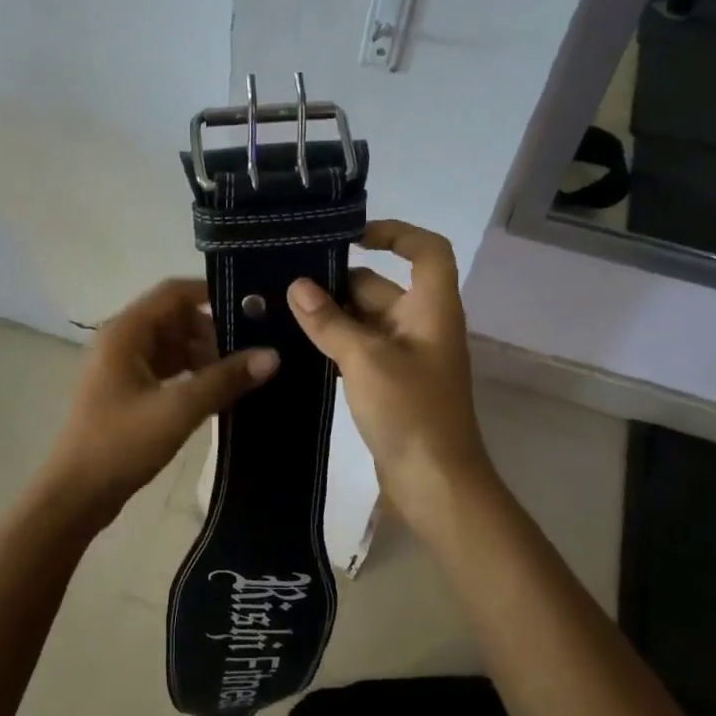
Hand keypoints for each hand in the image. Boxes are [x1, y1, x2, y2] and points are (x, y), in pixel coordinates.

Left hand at [41, 278, 278, 519]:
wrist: (75, 495)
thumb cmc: (120, 444)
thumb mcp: (178, 409)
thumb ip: (224, 379)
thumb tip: (273, 354)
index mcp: (125, 332)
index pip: (174, 293)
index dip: (212, 293)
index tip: (252, 307)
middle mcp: (121, 341)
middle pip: (175, 319)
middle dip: (213, 333)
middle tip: (252, 352)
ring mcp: (121, 367)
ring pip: (172, 347)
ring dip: (204, 357)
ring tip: (242, 376)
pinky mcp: (126, 392)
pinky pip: (165, 370)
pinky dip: (190, 377)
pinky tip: (217, 395)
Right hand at [287, 220, 496, 538]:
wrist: (435, 483)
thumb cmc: (410, 411)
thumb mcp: (365, 360)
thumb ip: (329, 321)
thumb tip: (297, 286)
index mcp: (431, 308)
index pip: (427, 250)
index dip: (395, 233)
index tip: (351, 237)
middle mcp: (422, 324)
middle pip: (381, 286)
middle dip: (338, 281)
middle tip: (286, 280)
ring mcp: (407, 355)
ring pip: (365, 319)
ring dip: (331, 315)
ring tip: (281, 308)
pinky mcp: (390, 382)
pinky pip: (360, 348)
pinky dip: (334, 343)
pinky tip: (297, 345)